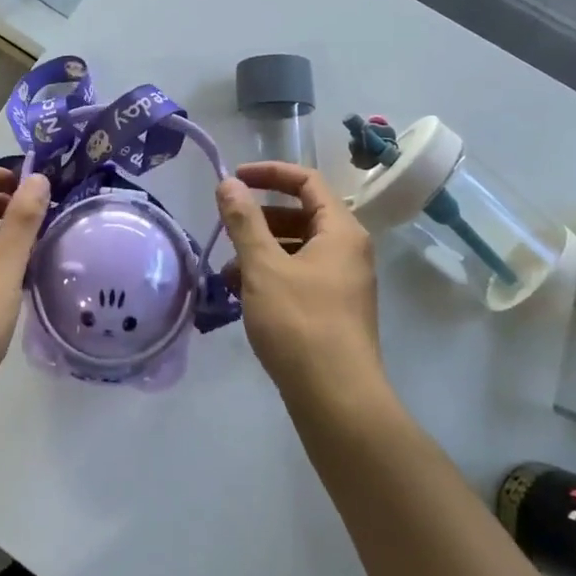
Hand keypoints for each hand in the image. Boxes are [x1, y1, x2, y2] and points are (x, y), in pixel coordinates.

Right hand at [217, 162, 381, 401]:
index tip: (235, 179)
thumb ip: (244, 221)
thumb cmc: (300, 323)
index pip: (307, 181)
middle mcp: (348, 251)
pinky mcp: (333, 311)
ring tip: (227, 273)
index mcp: (341, 231)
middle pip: (301, 215)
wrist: (338, 401)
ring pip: (297, 249)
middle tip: (227, 231)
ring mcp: (343, 283)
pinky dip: (271, 277)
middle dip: (259, 219)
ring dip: (260, 252)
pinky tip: (242, 296)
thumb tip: (228, 184)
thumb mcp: (264, 267)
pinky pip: (299, 277)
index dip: (269, 173)